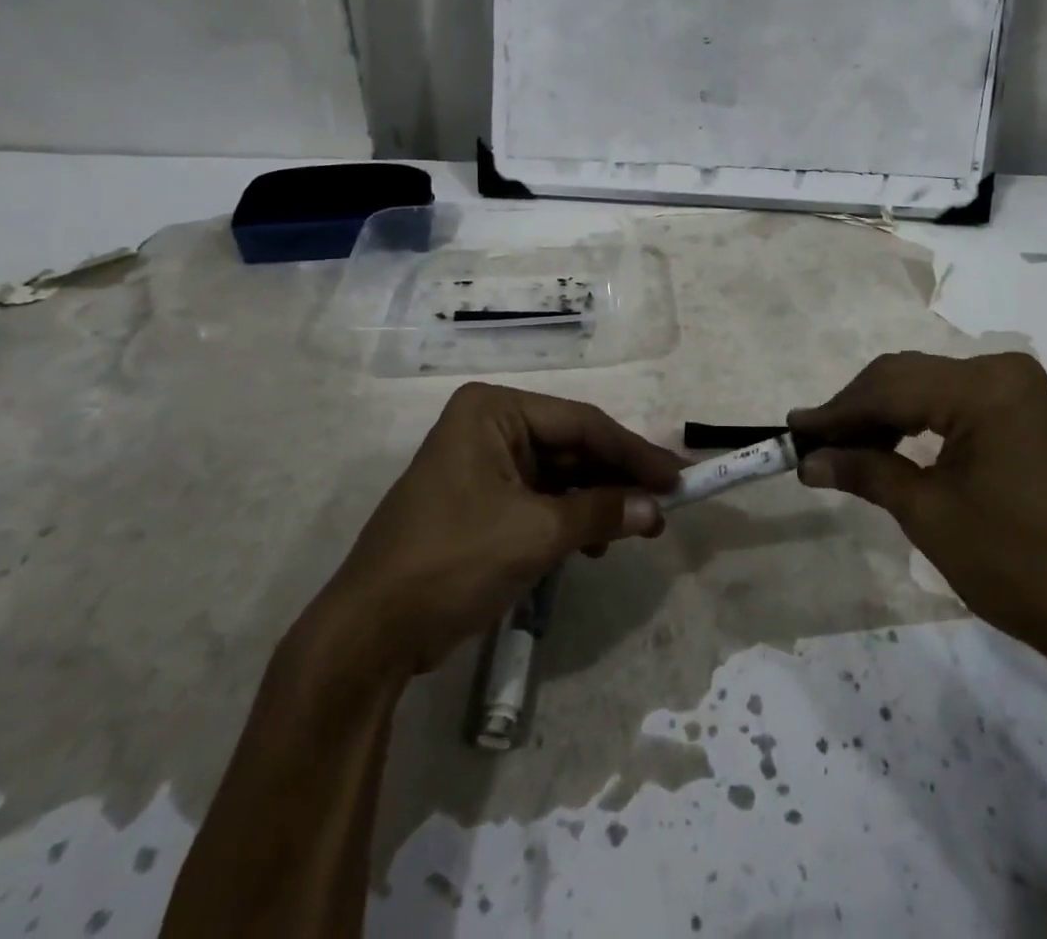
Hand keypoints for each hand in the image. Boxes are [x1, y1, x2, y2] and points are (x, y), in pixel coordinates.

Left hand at [322, 384, 681, 676]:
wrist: (369, 635)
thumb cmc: (451, 562)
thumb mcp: (535, 534)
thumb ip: (601, 513)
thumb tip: (656, 509)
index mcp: (493, 411)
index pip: (581, 424)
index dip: (634, 452)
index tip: (677, 477)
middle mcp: (488, 427)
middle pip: (572, 447)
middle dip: (616, 479)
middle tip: (664, 505)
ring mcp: (483, 465)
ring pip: (560, 475)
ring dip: (597, 502)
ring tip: (636, 529)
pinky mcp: (481, 503)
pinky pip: (540, 499)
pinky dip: (570, 519)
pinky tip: (594, 544)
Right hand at [789, 351, 1046, 663]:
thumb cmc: (1014, 563)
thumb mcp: (928, 514)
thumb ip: (865, 472)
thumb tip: (808, 460)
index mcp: (984, 388)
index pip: (891, 389)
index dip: (837, 411)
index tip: (793, 430)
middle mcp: (1001, 370)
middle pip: (907, 377)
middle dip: (856, 409)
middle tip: (811, 441)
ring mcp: (1015, 387)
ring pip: (926, 385)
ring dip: (881, 413)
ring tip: (840, 446)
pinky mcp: (1020, 408)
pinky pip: (951, 400)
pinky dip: (914, 418)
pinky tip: (885, 442)